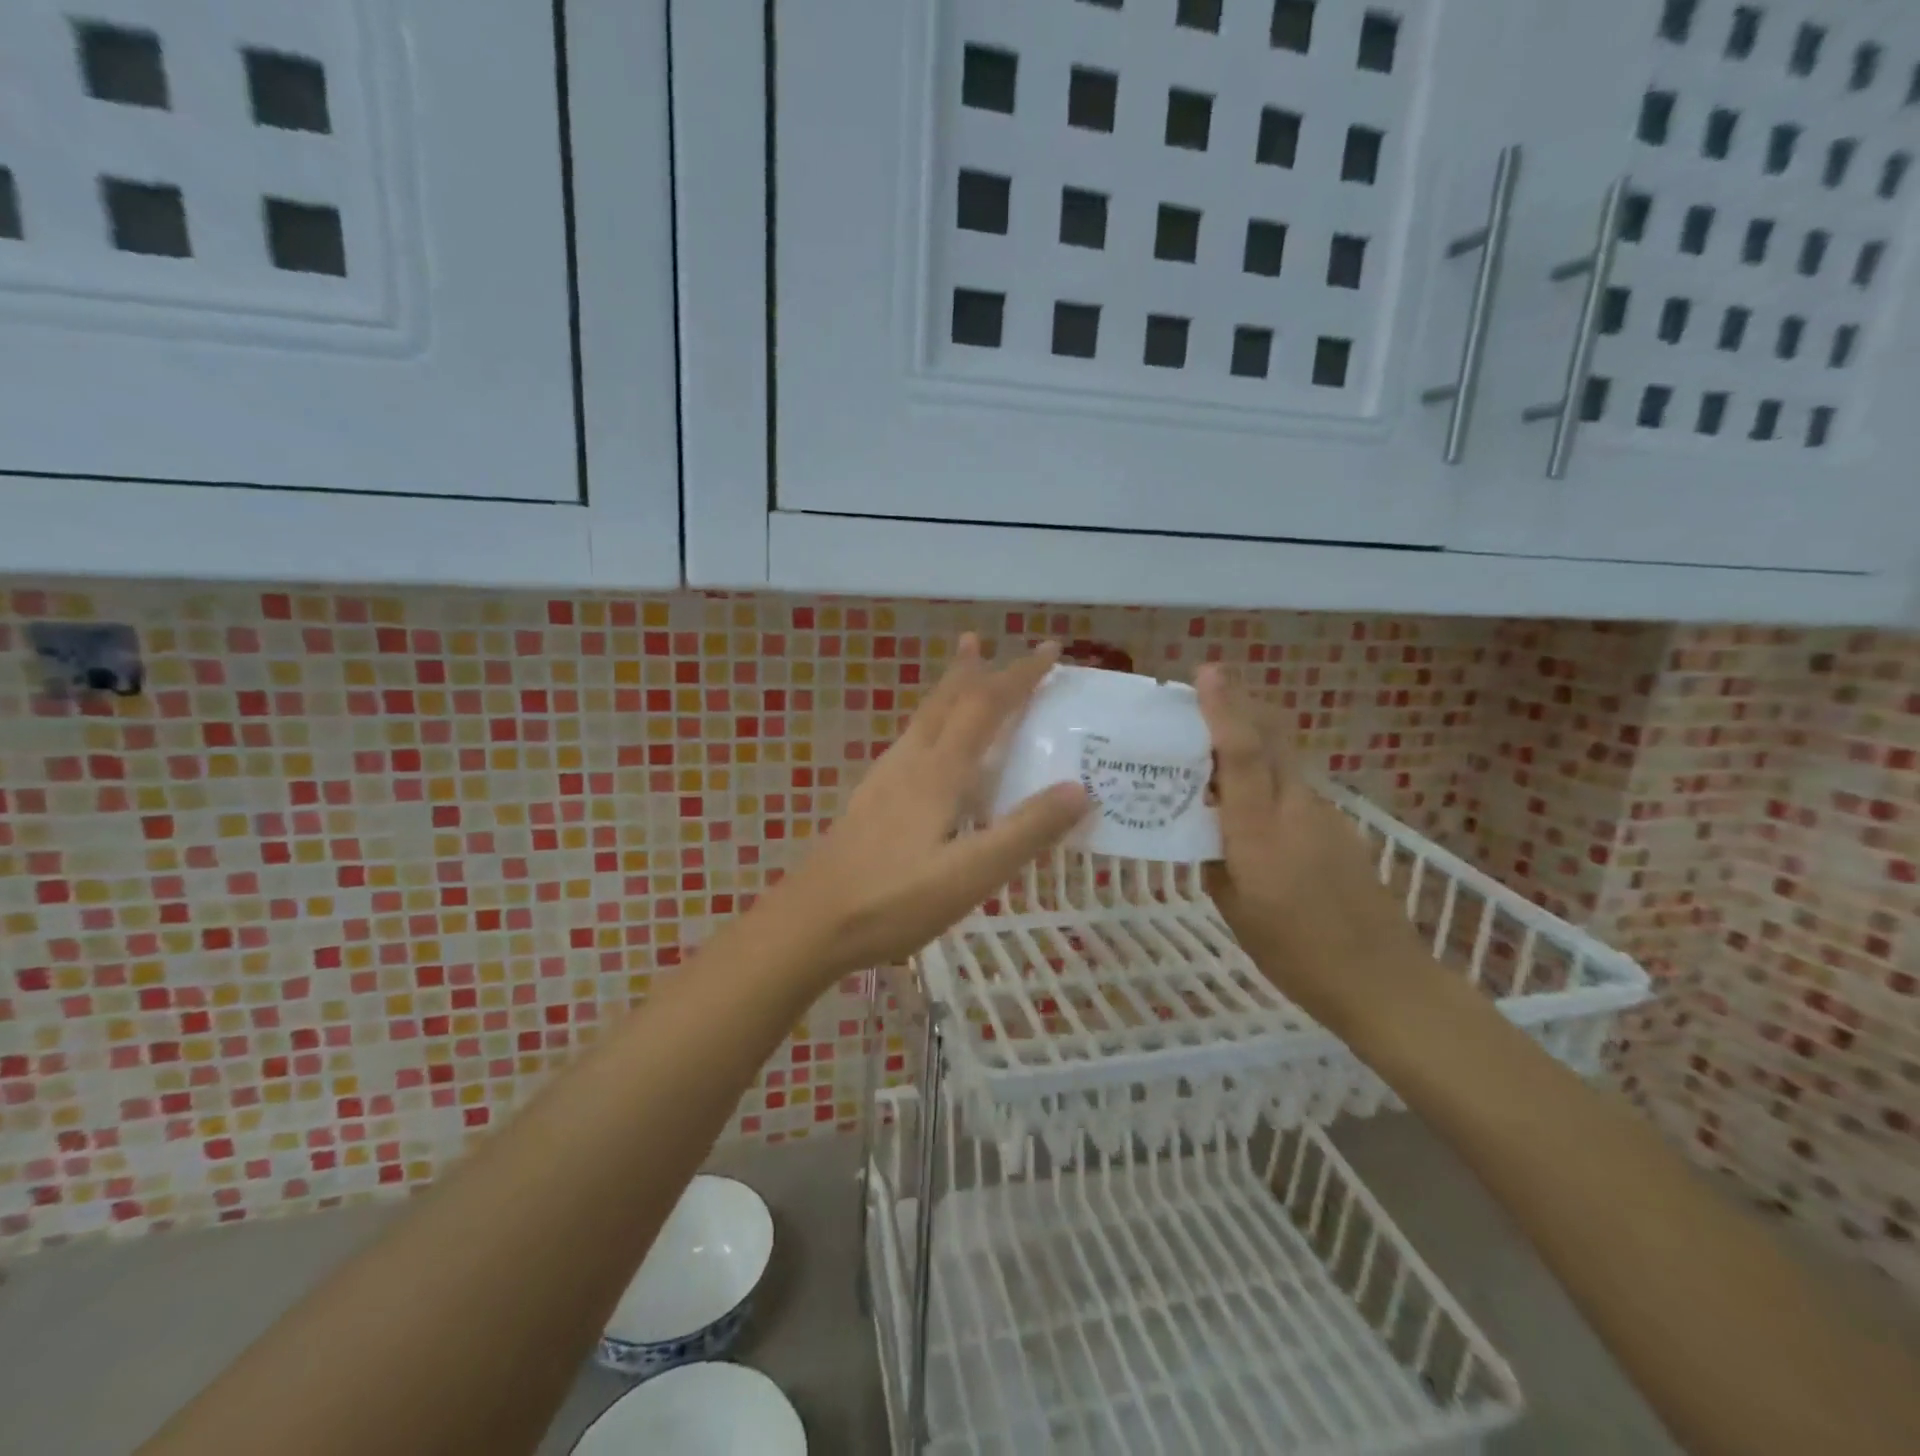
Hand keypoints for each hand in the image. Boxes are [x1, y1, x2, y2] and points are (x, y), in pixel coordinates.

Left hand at [768, 635, 1089, 980]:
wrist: (809, 923)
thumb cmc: (892, 901)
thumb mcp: (970, 874)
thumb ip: (1025, 832)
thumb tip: (1079, 788)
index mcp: (938, 773)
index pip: (985, 707)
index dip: (1019, 676)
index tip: (1051, 650)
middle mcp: (909, 763)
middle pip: (944, 702)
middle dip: (973, 670)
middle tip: (987, 642)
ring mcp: (882, 781)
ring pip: (921, 720)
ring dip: (946, 692)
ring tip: (960, 678)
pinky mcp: (868, 802)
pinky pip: (909, 744)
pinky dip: (930, 725)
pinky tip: (926, 751)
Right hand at [1195, 665, 1430, 1036]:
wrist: (1382, 979)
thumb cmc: (1294, 952)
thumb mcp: (1234, 908)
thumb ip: (1215, 857)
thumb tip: (1207, 828)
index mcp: (1260, 830)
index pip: (1241, 752)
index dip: (1223, 708)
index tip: (1207, 672)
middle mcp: (1295, 807)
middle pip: (1270, 737)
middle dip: (1240, 704)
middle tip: (1206, 689)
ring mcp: (1323, 814)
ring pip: (1283, 759)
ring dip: (1251, 738)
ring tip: (1212, 745)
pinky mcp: (1338, 827)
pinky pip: (1293, 785)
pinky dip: (1266, 774)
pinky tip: (1248, 801)